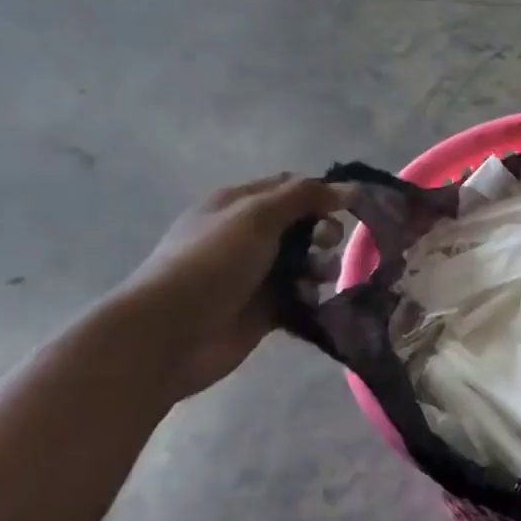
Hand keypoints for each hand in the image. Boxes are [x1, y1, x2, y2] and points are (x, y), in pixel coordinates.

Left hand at [113, 176, 349, 400]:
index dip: (320, 193)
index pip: (289, 187)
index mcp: (239, 205)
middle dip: (323, 232)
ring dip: (322, 266)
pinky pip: (300, 297)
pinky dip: (312, 297)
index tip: (350, 206)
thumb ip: (305, 197)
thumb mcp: (257, 217)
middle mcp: (248, 236)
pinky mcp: (264, 310)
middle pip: (302, 225)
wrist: (170, 332)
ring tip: (321, 278)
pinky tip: (312, 302)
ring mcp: (255, 275)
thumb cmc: (211, 263)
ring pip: (305, 262)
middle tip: (326, 244)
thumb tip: (350, 188)